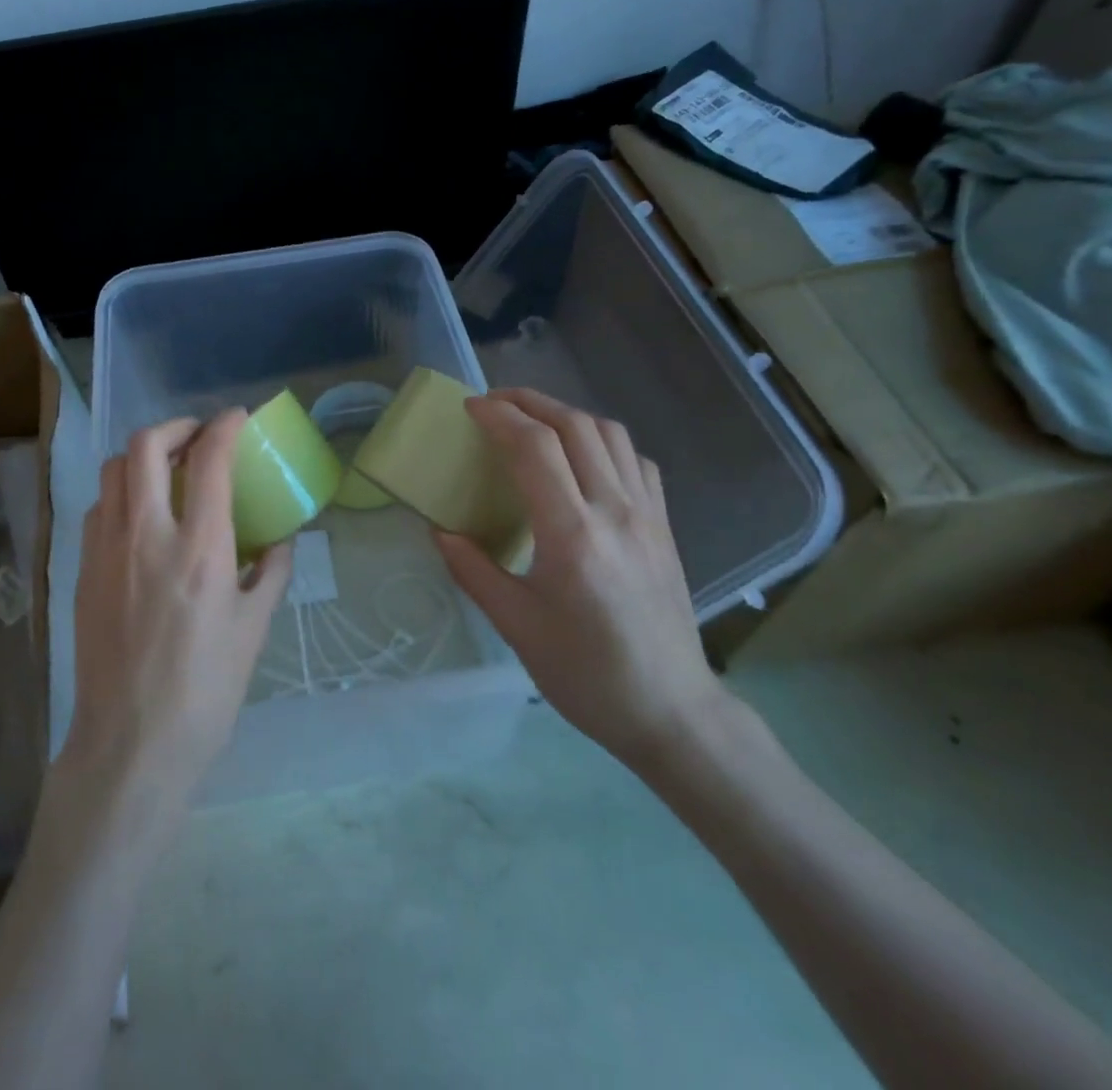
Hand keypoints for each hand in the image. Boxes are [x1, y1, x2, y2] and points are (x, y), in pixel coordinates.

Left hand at [59, 410, 293, 811]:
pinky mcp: (83, 571)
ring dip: (142, 457)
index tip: (238, 418)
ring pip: (113, 471)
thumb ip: (270, 574)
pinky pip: (99, 509)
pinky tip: (140, 518)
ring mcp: (106, 551)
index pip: (208, 460)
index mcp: (199, 549)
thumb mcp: (253, 631)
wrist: (130, 745)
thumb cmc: (204, 692)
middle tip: (197, 439)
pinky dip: (121, 493)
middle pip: (144, 446)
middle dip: (174, 427)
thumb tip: (281, 541)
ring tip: (166, 472)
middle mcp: (146, 536)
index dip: (225, 426)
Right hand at [433, 388, 724, 769]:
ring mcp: (648, 515)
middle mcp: (615, 511)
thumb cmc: (585, 673)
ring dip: (566, 414)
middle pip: (574, 425)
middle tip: (493, 403)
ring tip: (533, 420)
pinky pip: (636, 461)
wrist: (671, 711)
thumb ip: (473, 570)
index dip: (499, 416)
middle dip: (529, 401)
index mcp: (572, 535)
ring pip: (610, 434)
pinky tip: (584, 458)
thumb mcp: (515, 626)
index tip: (470, 408)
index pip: (534, 447)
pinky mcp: (665, 526)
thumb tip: (440, 531)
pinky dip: (603, 442)